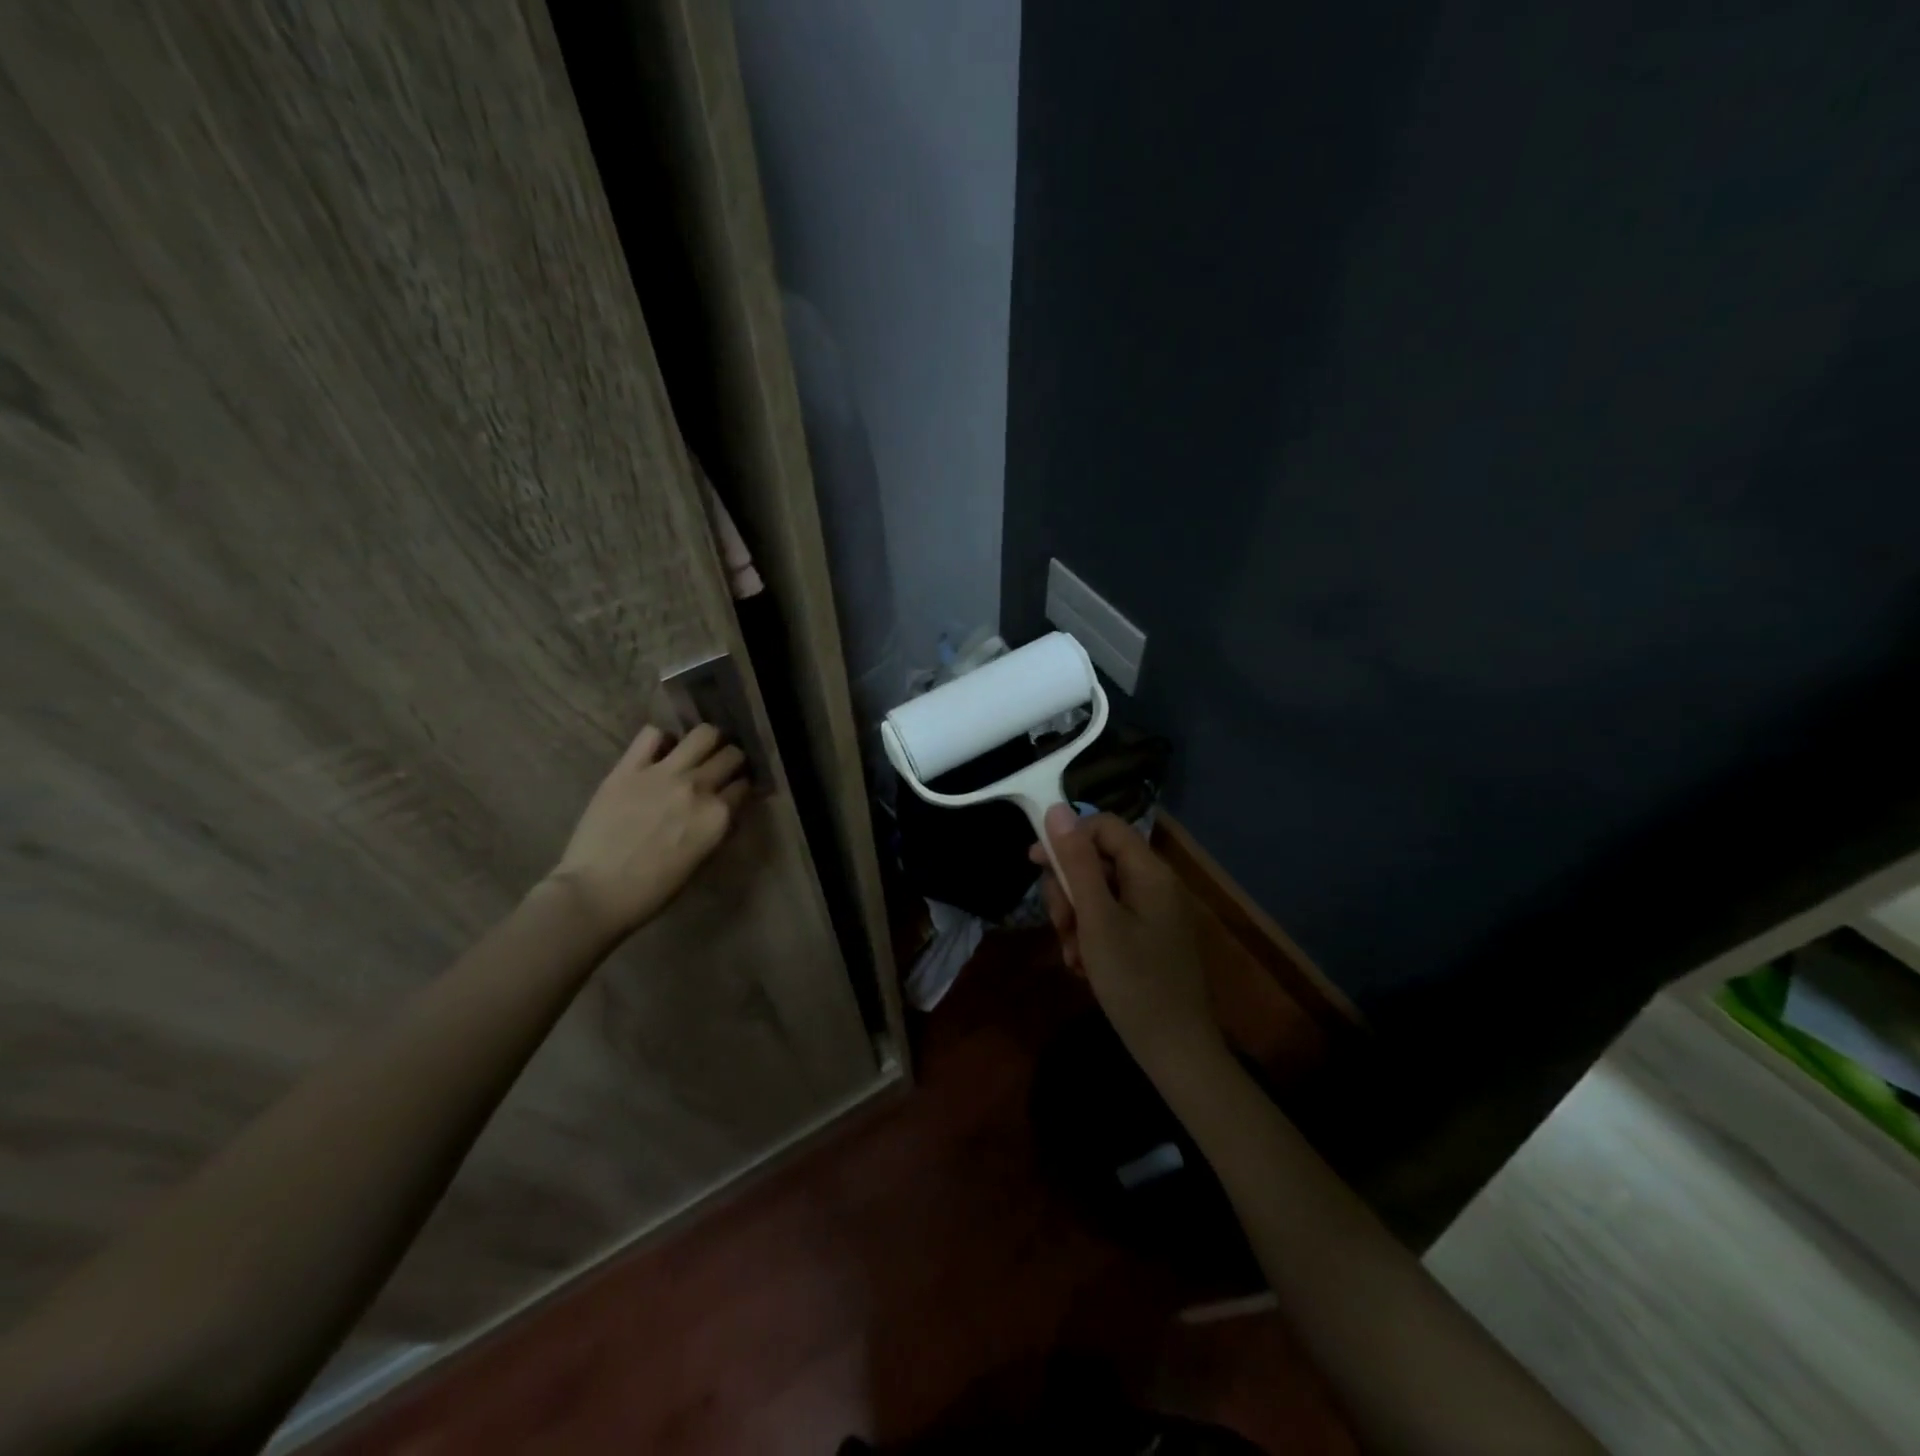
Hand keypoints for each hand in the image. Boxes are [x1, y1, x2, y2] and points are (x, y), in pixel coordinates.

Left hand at [546, 723, 748, 940]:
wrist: (595, 893)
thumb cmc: (652, 891)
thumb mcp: (699, 862)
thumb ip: (715, 829)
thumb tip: (723, 811)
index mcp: (718, 817)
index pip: (745, 786)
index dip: (741, 787)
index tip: (735, 790)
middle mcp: (698, 788)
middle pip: (731, 755)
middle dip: (731, 760)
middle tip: (720, 768)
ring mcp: (664, 774)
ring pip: (703, 734)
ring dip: (707, 741)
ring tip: (697, 751)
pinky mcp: (629, 768)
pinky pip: (652, 734)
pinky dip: (661, 739)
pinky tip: (658, 752)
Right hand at [1028, 805, 1224, 1076]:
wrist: (1175, 1051)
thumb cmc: (1134, 982)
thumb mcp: (1096, 919)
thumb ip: (1076, 863)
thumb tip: (1057, 810)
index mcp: (1149, 872)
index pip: (1104, 827)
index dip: (1068, 838)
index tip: (1035, 863)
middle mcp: (1155, 884)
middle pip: (1098, 862)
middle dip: (1069, 891)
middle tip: (1061, 926)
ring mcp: (1153, 913)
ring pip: (1098, 894)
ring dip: (1076, 920)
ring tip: (1074, 956)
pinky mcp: (1149, 938)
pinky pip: (1110, 920)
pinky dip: (1091, 937)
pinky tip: (1084, 966)